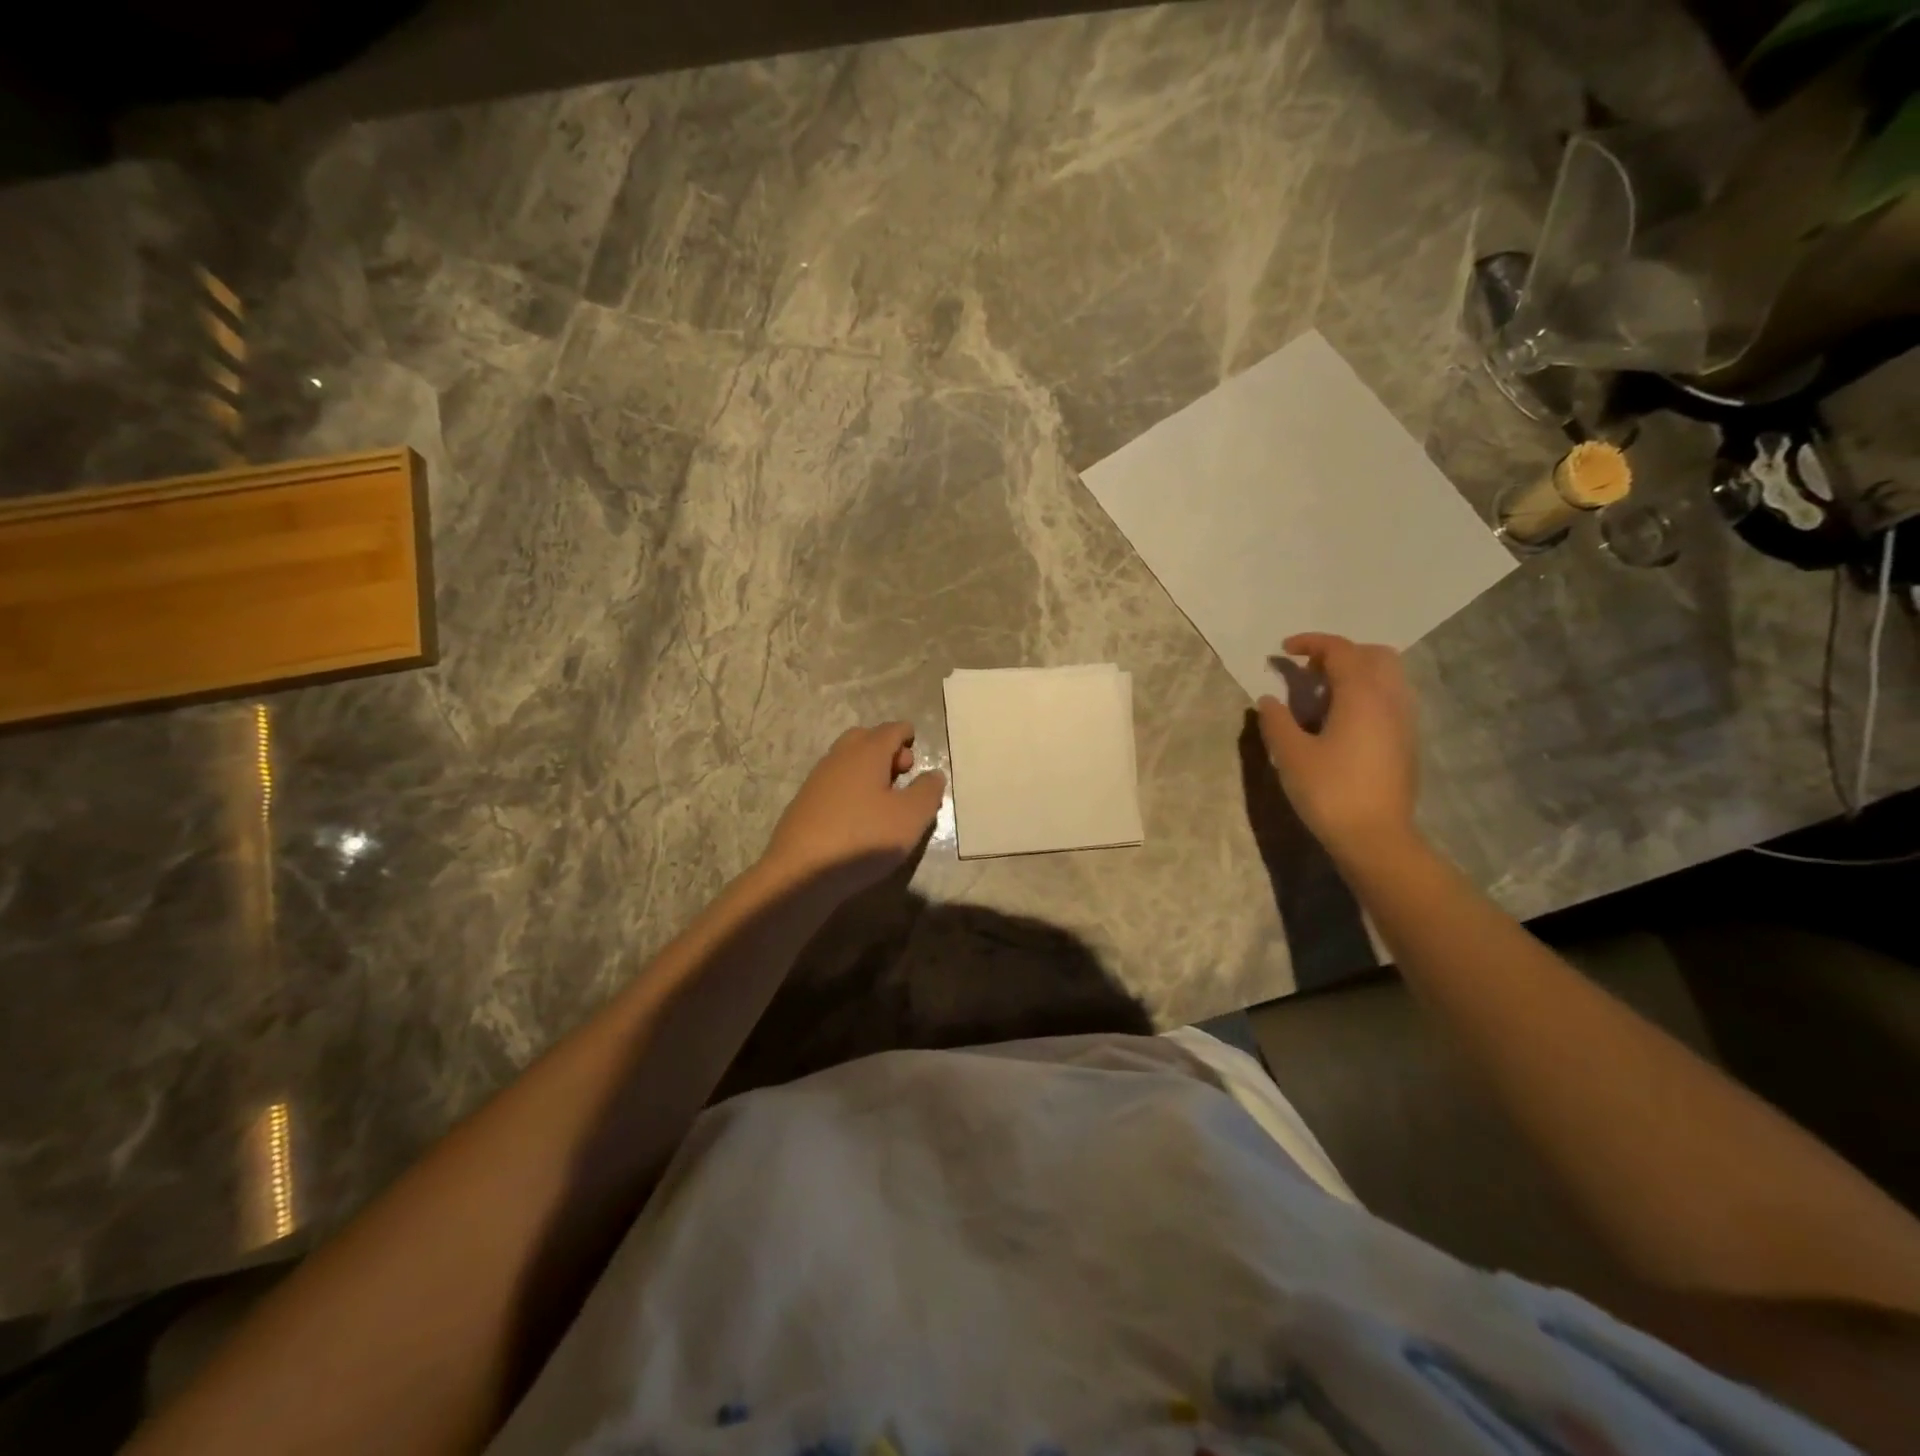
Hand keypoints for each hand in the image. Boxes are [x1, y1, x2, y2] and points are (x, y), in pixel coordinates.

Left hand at [761, 722, 946, 892]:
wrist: (800, 873)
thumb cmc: (864, 838)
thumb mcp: (911, 817)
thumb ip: (927, 791)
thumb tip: (933, 774)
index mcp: (866, 752)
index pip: (891, 729)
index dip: (907, 736)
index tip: (917, 752)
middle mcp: (839, 758)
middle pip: (865, 739)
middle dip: (886, 750)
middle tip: (903, 775)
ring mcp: (817, 781)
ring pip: (847, 762)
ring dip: (868, 771)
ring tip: (885, 801)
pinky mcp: (804, 805)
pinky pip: (834, 785)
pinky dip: (852, 790)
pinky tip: (859, 818)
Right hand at [1257, 633, 1419, 862]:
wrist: (1376, 838)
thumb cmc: (1330, 791)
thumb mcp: (1291, 755)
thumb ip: (1276, 721)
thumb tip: (1267, 699)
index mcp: (1362, 695)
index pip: (1341, 650)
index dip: (1311, 643)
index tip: (1283, 650)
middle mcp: (1390, 699)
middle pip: (1374, 655)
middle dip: (1340, 653)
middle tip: (1309, 671)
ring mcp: (1404, 721)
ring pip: (1387, 677)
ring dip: (1356, 673)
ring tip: (1323, 695)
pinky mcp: (1406, 742)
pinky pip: (1390, 699)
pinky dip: (1367, 694)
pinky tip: (1342, 721)